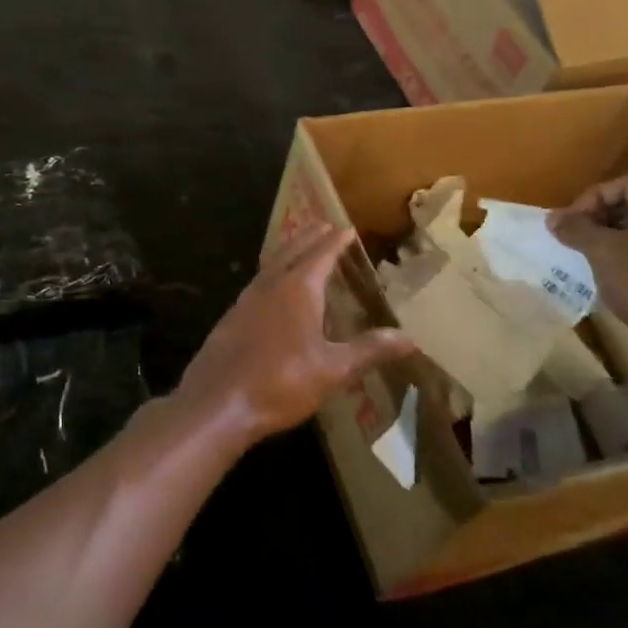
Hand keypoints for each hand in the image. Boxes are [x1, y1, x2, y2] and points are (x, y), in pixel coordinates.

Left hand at [178, 224, 416, 447]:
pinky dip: (272, 273)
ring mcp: (247, 299)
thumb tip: (409, 338)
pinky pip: (258, 282)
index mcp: (298, 288)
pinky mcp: (232, 317)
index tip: (346, 228)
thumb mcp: (333, 369)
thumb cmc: (280, 382)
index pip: (321, 254)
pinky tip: (274, 289)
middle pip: (292, 250)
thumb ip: (369, 350)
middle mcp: (271, 285)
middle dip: (310, 237)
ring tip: (300, 248)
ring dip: (288, 251)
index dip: (335, 241)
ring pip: (271, 264)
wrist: (218, 402)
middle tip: (323, 226)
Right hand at [547, 175, 627, 348]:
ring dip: (617, 242)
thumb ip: (576, 229)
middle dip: (602, 220)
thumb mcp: (602, 250)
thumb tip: (553, 218)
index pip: (623, 184)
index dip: (590, 199)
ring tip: (594, 261)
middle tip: (578, 240)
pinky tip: (620, 282)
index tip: (570, 224)